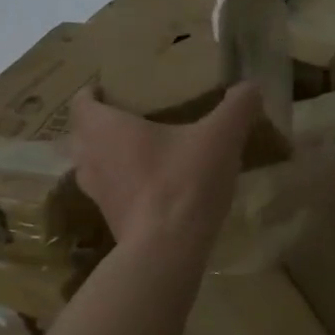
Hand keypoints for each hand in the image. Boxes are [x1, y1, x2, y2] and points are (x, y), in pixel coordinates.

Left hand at [69, 84, 260, 249]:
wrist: (167, 249)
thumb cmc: (184, 181)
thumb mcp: (220, 137)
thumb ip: (236, 108)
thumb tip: (251, 86)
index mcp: (106, 128)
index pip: (82, 103)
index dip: (92, 93)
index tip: (109, 89)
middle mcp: (90, 158)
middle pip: (82, 134)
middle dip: (100, 124)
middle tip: (128, 117)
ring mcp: (96, 194)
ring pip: (91, 166)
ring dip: (107, 157)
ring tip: (136, 151)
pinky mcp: (110, 220)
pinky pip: (109, 193)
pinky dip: (121, 185)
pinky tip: (149, 187)